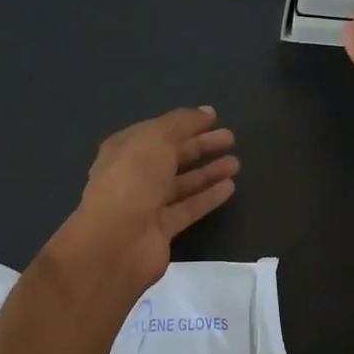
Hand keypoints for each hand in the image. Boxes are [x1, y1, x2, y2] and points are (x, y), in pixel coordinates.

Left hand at [65, 107, 238, 291]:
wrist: (117, 241)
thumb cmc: (133, 180)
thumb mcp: (156, 139)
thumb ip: (181, 123)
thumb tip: (205, 111)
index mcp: (124, 149)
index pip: (158, 131)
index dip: (184, 123)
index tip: (213, 117)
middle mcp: (133, 175)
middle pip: (171, 156)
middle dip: (200, 145)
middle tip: (230, 138)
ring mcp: (147, 204)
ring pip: (182, 183)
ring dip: (208, 171)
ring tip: (236, 162)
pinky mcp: (162, 229)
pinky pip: (189, 207)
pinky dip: (208, 196)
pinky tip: (230, 187)